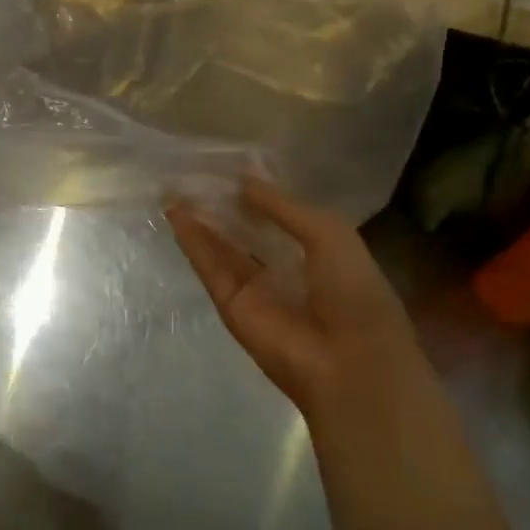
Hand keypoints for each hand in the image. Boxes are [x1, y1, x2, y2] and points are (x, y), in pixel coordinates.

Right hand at [166, 178, 426, 418]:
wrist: (349, 363)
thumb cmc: (355, 294)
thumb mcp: (330, 234)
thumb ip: (285, 207)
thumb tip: (244, 181)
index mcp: (317, 253)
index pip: (279, 217)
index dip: (256, 193)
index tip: (230, 166)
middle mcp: (283, 268)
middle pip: (244, 230)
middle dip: (222, 203)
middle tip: (194, 173)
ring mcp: (254, 288)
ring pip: (221, 247)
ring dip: (200, 219)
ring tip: (175, 187)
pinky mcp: (230, 305)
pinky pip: (209, 267)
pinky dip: (193, 241)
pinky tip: (177, 214)